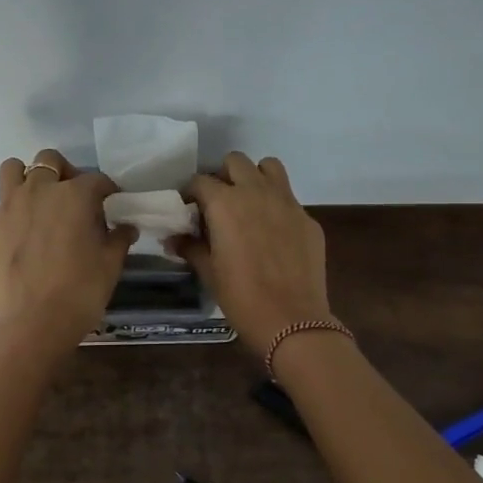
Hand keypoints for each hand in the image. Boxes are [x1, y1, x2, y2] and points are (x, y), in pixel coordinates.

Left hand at [0, 150, 133, 352]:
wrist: (35, 322)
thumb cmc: (81, 291)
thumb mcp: (111, 264)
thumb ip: (118, 238)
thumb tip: (126, 227)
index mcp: (75, 195)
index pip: (96, 179)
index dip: (107, 190)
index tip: (112, 203)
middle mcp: (40, 190)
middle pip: (51, 161)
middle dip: (65, 173)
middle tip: (75, 198)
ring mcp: (10, 205)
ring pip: (14, 169)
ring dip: (29, 177)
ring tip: (40, 201)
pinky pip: (2, 202)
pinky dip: (14, 208)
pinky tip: (24, 231)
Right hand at [176, 153, 330, 352]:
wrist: (292, 320)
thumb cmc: (241, 297)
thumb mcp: (209, 272)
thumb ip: (191, 247)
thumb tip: (174, 239)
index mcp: (225, 203)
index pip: (200, 181)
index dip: (191, 193)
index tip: (189, 210)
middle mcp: (256, 192)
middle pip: (236, 162)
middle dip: (223, 176)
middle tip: (219, 203)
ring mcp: (287, 202)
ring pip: (269, 167)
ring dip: (255, 178)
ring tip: (249, 204)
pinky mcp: (308, 218)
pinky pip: (289, 198)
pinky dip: (277, 206)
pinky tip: (274, 234)